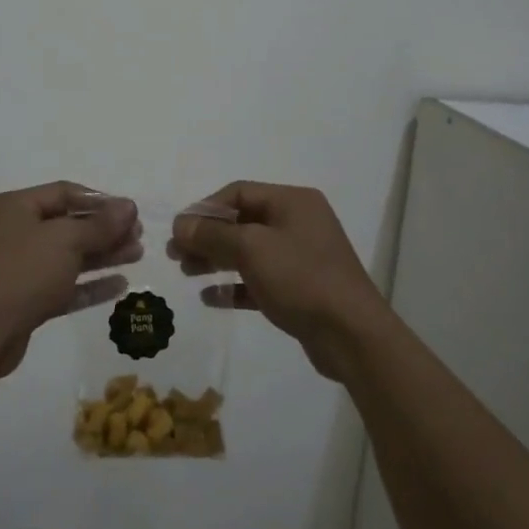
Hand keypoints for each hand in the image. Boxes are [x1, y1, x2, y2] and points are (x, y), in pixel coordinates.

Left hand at [0, 183, 139, 380]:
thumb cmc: (20, 272)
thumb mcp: (64, 240)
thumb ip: (100, 224)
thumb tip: (129, 206)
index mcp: (14, 207)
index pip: (64, 193)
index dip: (100, 201)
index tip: (130, 212)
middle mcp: (13, 232)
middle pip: (68, 224)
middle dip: (105, 230)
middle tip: (138, 236)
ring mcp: (17, 269)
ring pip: (68, 256)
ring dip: (102, 255)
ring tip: (137, 255)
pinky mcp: (24, 301)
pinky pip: (63, 286)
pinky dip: (89, 284)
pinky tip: (120, 285)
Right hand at [170, 182, 388, 380]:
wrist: (352, 335)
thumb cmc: (301, 278)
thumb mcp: (252, 249)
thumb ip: (213, 234)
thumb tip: (180, 224)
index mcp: (293, 202)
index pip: (239, 192)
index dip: (205, 208)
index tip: (179, 230)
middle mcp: (298, 223)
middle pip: (242, 222)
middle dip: (207, 236)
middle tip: (175, 254)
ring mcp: (301, 257)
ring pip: (249, 251)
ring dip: (216, 259)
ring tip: (186, 273)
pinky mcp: (300, 289)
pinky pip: (259, 280)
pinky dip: (235, 285)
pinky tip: (210, 297)